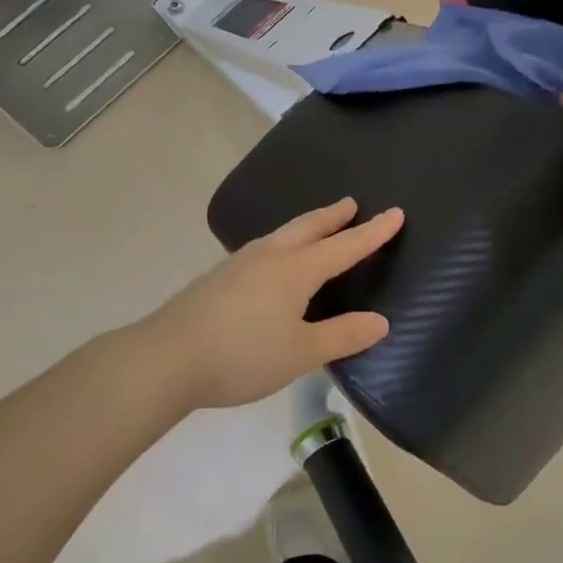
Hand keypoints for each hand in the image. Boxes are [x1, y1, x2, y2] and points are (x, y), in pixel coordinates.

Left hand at [145, 199, 404, 409]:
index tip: (396, 213)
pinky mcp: (221, 277)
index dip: (373, 232)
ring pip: (283, 234)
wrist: (166, 357)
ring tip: (319, 227)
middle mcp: (270, 256)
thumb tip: (381, 322)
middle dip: (334, 216)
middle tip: (352, 204)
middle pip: (309, 227)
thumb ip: (343, 335)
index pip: (345, 246)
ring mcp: (241, 263)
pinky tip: (275, 261)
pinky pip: (265, 248)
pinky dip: (285, 243)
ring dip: (308, 226)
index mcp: (296, 269)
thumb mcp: (301, 352)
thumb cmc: (243, 354)